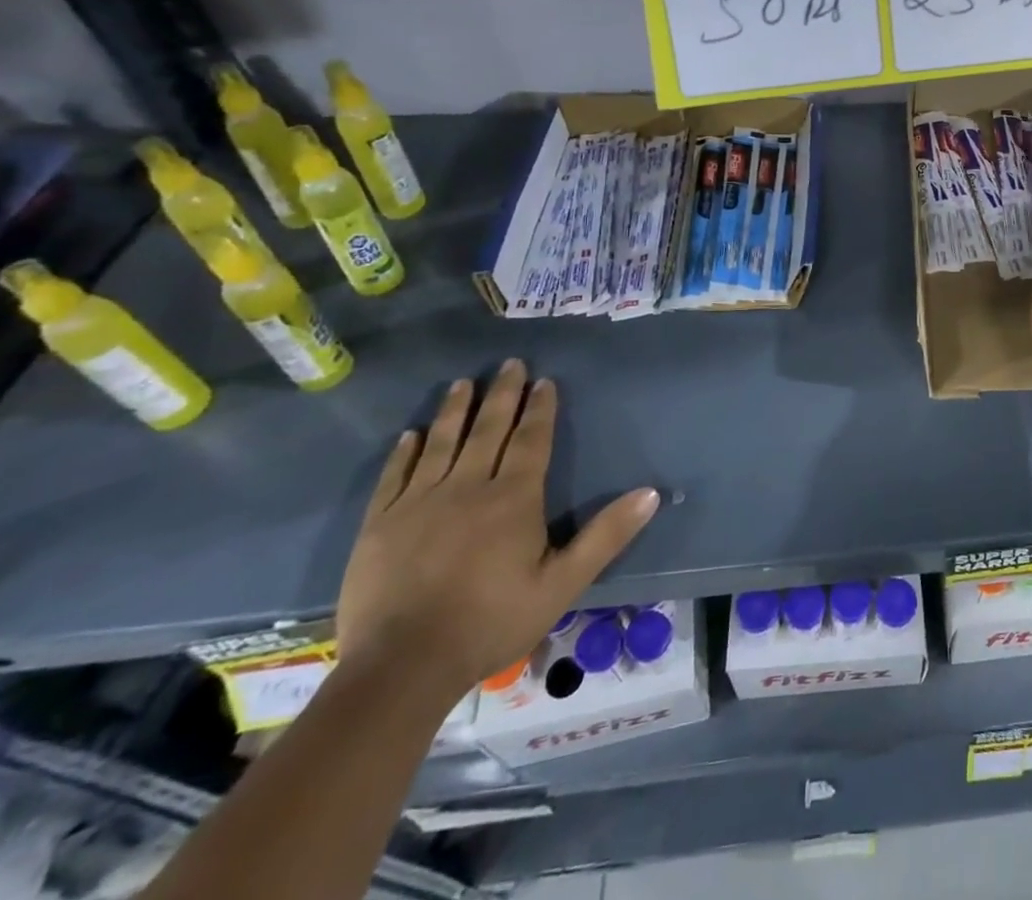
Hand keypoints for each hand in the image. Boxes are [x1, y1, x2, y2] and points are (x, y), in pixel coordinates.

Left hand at [336, 360, 659, 698]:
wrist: (401, 668)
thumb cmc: (491, 622)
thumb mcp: (562, 583)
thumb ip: (606, 535)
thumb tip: (650, 493)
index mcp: (513, 498)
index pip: (530, 440)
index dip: (539, 408)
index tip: (544, 381)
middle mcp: (467, 487)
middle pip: (489, 430)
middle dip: (502, 394)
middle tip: (509, 363)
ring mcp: (418, 503)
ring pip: (442, 443)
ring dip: (455, 410)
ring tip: (463, 383)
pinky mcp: (380, 524)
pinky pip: (395, 475)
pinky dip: (406, 451)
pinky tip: (413, 434)